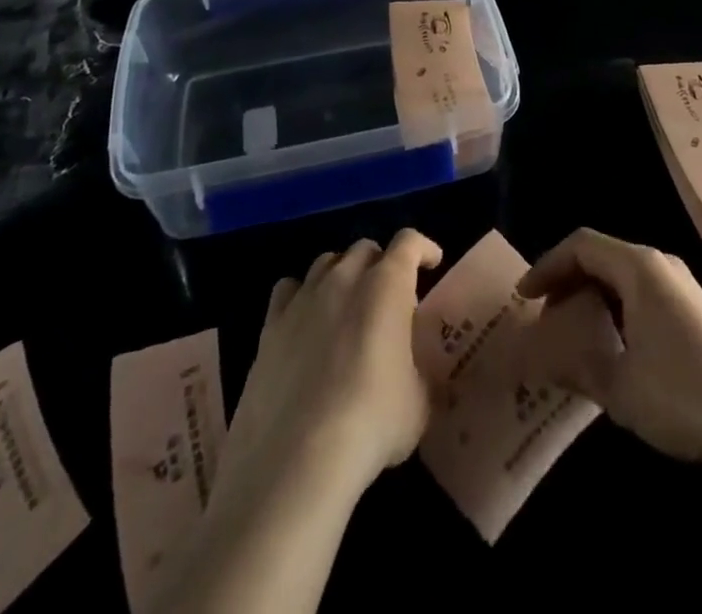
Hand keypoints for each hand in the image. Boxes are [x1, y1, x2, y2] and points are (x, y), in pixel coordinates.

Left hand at [215, 229, 443, 515]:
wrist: (297, 460)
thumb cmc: (372, 423)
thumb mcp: (418, 403)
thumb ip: (418, 374)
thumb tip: (412, 376)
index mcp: (387, 286)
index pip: (409, 242)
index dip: (423, 248)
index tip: (432, 263)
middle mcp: (344, 278)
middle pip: (365, 248)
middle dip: (381, 264)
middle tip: (389, 297)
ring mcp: (304, 298)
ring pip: (326, 263)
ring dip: (342, 275)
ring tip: (347, 307)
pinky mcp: (270, 325)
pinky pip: (288, 290)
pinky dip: (302, 296)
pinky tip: (306, 321)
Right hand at [518, 228, 701, 465]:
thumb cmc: (679, 394)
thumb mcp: (618, 386)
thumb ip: (574, 366)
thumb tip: (539, 359)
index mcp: (638, 268)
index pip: (581, 245)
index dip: (548, 265)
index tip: (524, 297)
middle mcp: (659, 264)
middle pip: (601, 254)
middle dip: (567, 279)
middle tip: (544, 314)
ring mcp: (680, 284)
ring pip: (622, 273)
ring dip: (591, 293)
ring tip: (571, 328)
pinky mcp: (694, 307)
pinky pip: (641, 289)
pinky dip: (615, 303)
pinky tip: (610, 340)